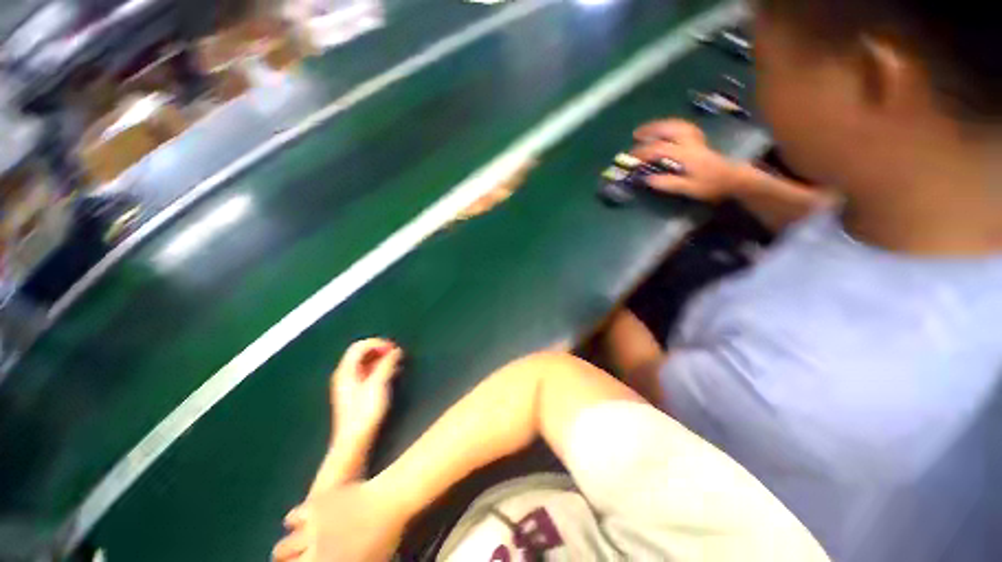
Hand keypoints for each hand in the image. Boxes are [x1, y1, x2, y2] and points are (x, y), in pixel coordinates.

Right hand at [273, 482, 406, 561]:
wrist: (391, 499)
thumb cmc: (386, 536)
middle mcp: (314, 554)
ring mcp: (312, 530)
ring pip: (282, 549)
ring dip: (286, 551)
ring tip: (291, 550)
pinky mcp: (315, 505)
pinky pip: (292, 518)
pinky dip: (293, 523)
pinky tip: (299, 523)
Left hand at [331, 339, 403, 449]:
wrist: (354, 441)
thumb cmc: (365, 411)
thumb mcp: (378, 384)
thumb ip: (387, 364)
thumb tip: (396, 351)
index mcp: (346, 370)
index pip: (360, 346)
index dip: (378, 343)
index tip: (394, 348)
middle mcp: (344, 374)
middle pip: (361, 353)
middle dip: (380, 349)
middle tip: (396, 353)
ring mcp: (348, 384)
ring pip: (365, 363)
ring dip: (381, 359)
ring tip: (396, 362)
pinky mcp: (354, 393)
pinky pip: (367, 372)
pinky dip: (379, 368)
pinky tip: (391, 374)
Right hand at [631, 119, 744, 201]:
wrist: (733, 179)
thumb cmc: (710, 185)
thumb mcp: (688, 188)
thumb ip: (667, 183)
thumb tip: (646, 179)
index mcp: (686, 154)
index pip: (660, 149)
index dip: (643, 152)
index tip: (631, 158)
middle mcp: (690, 142)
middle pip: (668, 129)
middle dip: (650, 130)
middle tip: (635, 135)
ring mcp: (695, 139)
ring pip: (676, 124)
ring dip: (660, 124)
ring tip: (647, 128)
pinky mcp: (699, 140)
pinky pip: (683, 126)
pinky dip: (671, 125)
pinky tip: (665, 129)